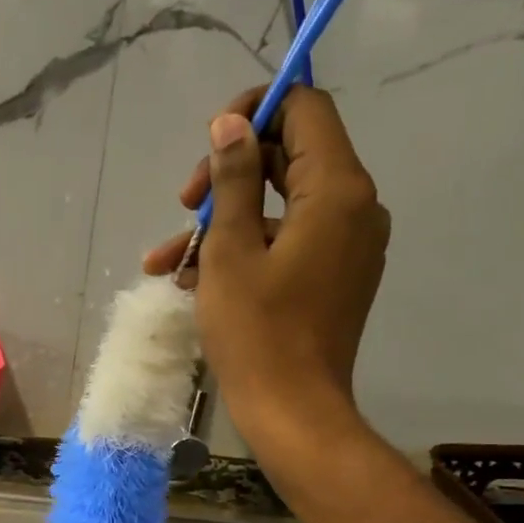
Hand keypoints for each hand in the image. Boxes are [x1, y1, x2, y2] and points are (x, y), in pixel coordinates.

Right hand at [142, 87, 388, 447]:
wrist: (292, 412)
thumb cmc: (257, 332)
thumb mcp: (232, 250)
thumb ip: (234, 178)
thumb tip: (231, 124)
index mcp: (337, 190)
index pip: (305, 110)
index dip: (255, 112)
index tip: (210, 144)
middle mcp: (354, 208)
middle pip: (290, 157)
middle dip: (229, 176)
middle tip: (183, 205)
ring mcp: (346, 245)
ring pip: (280, 207)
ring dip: (224, 223)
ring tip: (169, 260)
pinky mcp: (333, 276)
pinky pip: (287, 243)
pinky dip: (244, 251)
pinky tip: (193, 280)